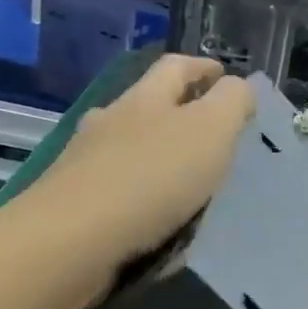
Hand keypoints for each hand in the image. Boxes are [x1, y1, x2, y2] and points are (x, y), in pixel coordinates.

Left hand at [32, 54, 254, 264]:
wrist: (70, 242)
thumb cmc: (151, 177)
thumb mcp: (211, 130)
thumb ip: (231, 101)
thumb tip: (237, 87)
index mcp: (145, 98)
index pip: (176, 66)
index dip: (203, 66)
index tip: (224, 75)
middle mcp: (110, 121)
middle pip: (146, 103)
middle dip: (178, 110)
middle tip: (212, 131)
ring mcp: (85, 162)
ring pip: (127, 146)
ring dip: (155, 153)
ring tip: (185, 178)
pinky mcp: (73, 203)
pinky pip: (115, 187)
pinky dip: (138, 192)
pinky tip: (154, 215)